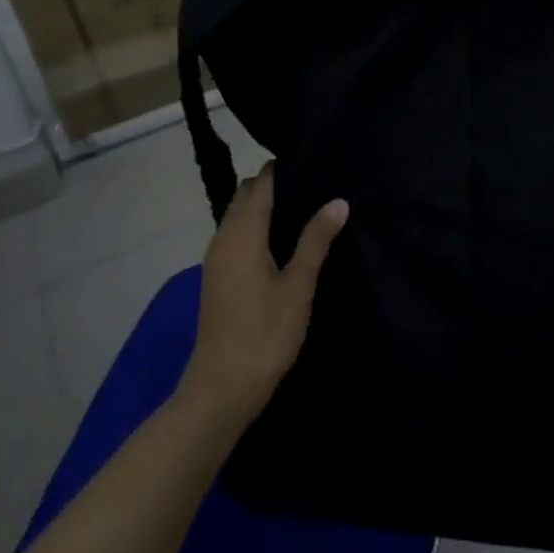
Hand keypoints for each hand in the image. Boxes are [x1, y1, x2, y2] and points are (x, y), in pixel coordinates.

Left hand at [179, 163, 347, 427]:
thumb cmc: (264, 334)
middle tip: (312, 186)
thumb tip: (338, 200)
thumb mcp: (298, 287)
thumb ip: (316, 240)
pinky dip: (255, 227)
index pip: (261, 183)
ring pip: (238, 215)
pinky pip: (235, 235)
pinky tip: (281, 243)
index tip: (312, 162)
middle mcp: (223, 237)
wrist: (220, 390)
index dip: (283, 169)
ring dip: (263, 207)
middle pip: (245, 194)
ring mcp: (216, 258)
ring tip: (303, 210)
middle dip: (273, 185)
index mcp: (242, 233)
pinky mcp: (216, 277)